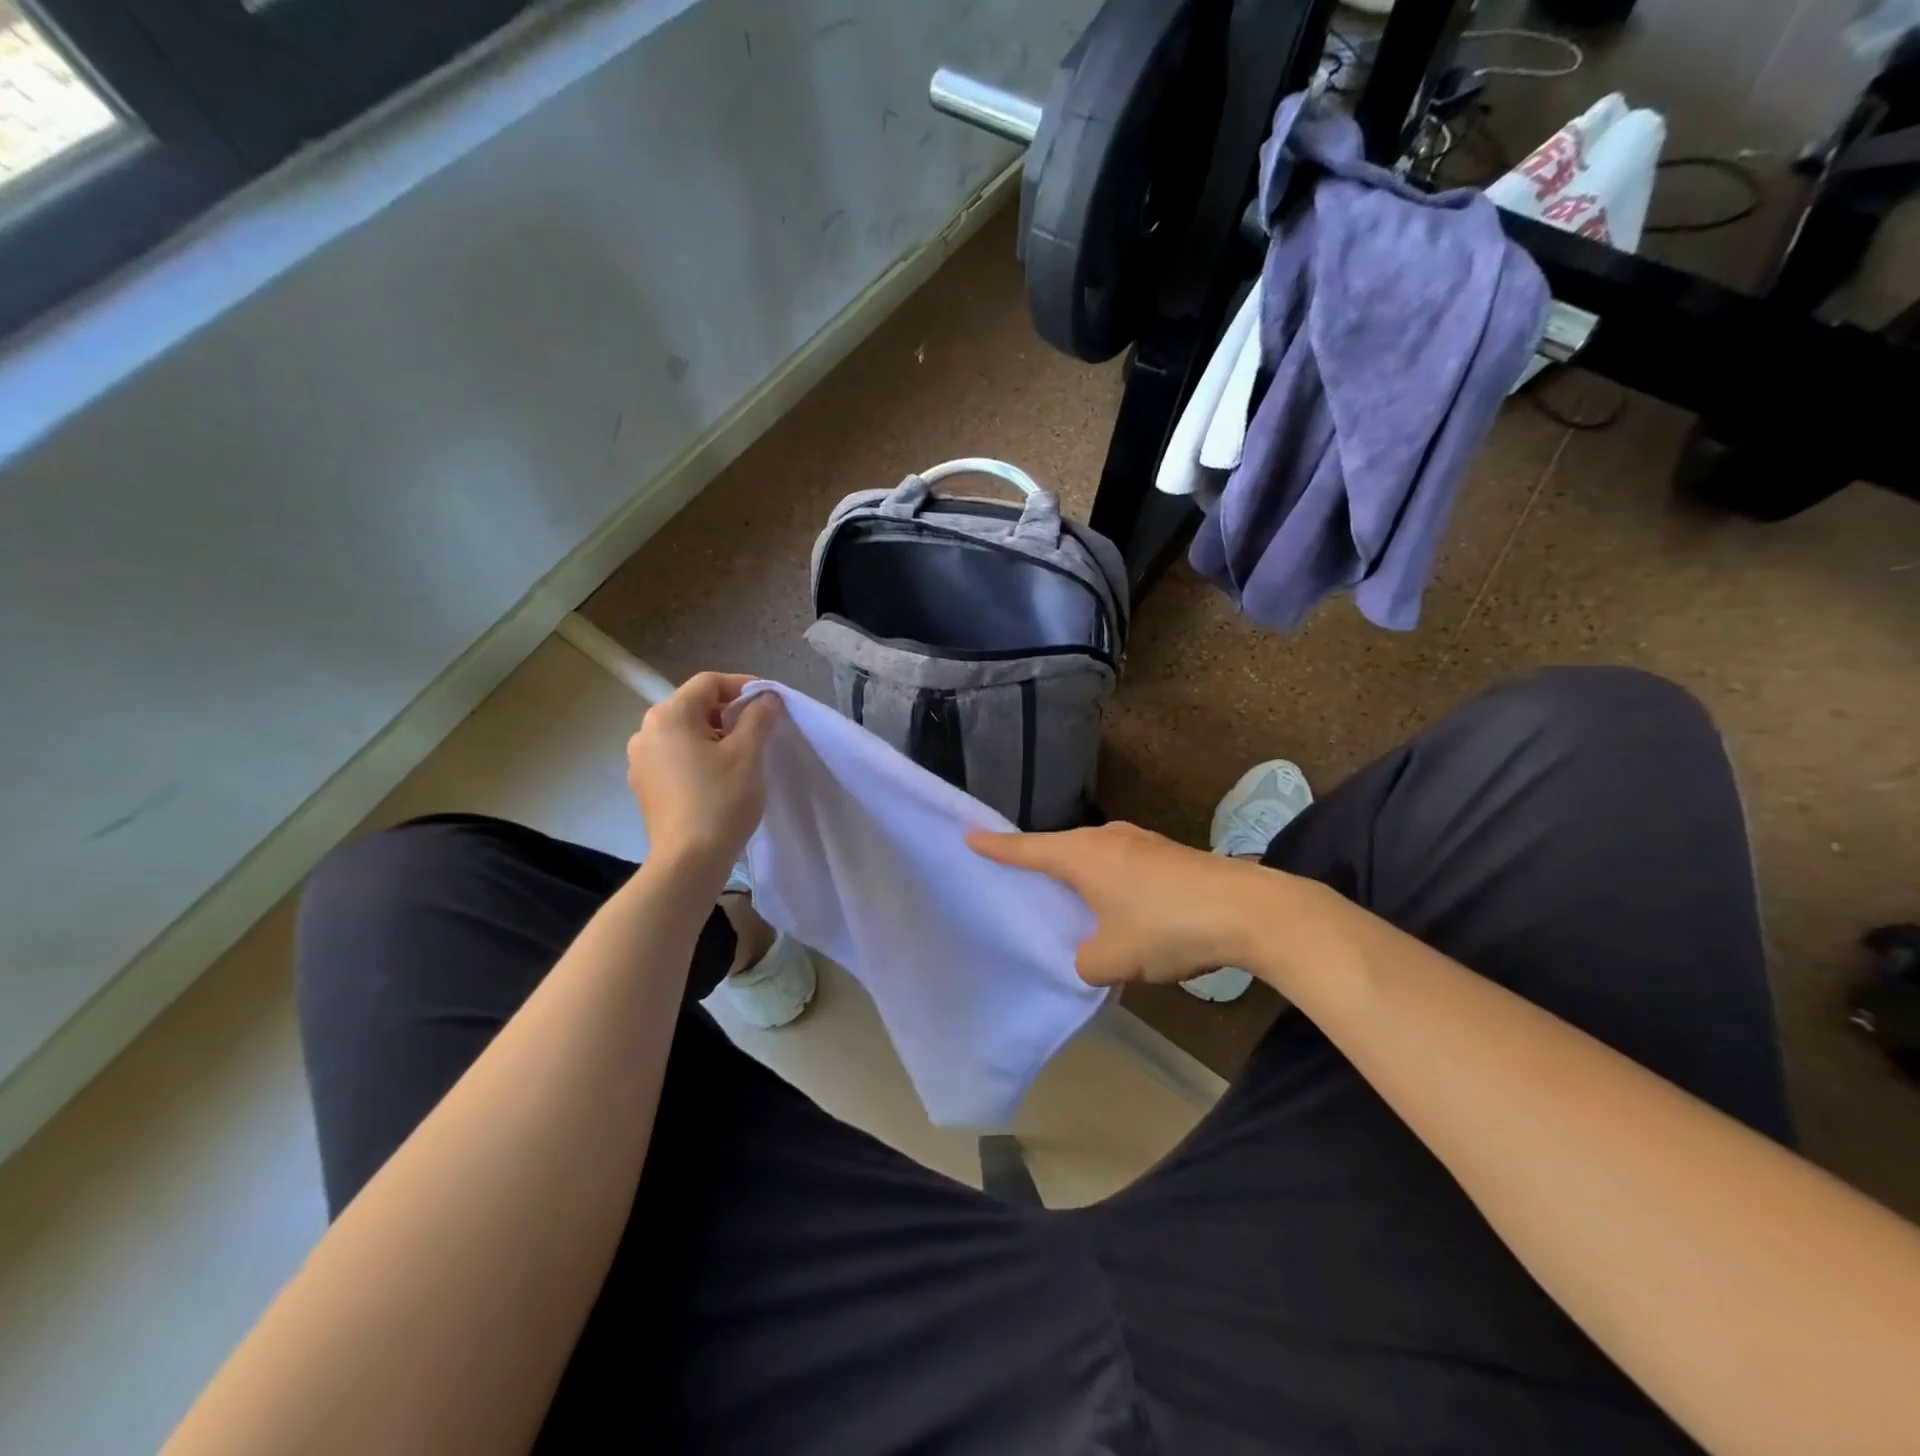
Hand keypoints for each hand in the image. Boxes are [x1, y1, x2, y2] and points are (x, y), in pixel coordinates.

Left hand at [627, 673, 781, 874]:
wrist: (688, 861)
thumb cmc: (721, 800)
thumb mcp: (748, 753)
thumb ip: (758, 717)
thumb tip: (766, 698)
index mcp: (669, 716)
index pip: (708, 683)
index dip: (743, 686)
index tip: (769, 703)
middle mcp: (646, 731)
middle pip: (693, 706)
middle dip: (729, 712)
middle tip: (760, 729)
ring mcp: (640, 760)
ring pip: (684, 732)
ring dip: (714, 735)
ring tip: (742, 755)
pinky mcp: (643, 786)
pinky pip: (675, 756)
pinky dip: (698, 756)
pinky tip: (718, 777)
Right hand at [968, 821, 1280, 986]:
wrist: (1249, 910)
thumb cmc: (1166, 927)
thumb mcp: (1114, 958)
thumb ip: (1087, 962)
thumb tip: (1092, 956)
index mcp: (1083, 856)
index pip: (1027, 850)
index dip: (996, 847)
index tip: (969, 835)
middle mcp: (1107, 839)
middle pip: (1061, 849)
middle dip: (1041, 864)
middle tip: (1020, 879)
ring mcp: (1141, 842)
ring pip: (1095, 858)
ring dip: (1081, 878)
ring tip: (1071, 902)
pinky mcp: (1168, 854)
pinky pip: (1121, 867)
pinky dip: (1109, 884)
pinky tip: (1121, 910)